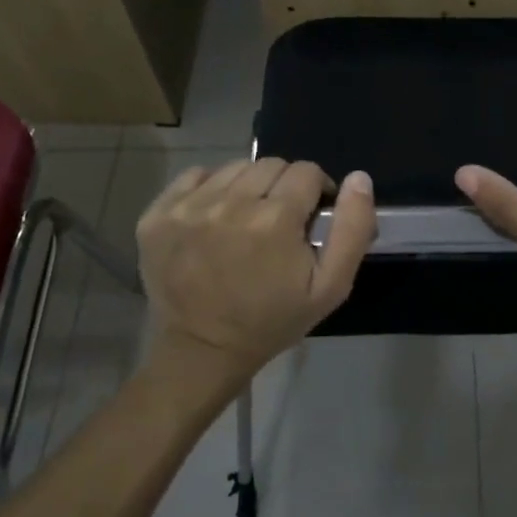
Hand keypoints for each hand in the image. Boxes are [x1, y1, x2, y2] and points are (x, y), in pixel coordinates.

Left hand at [136, 159, 374, 385]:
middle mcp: (230, 202)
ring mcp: (189, 206)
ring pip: (234, 168)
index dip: (316, 191)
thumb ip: (353, 228)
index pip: (307, 171)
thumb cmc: (273, 320)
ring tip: (246, 221)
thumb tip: (358, 178)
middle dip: (283, 186)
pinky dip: (210, 189)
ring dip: (248, 186)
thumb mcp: (331, 286)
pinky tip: (215, 218)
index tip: (310, 217)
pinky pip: (195, 176)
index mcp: (275, 218)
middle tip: (279, 222)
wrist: (203, 351)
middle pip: (271, 164)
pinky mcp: (158, 214)